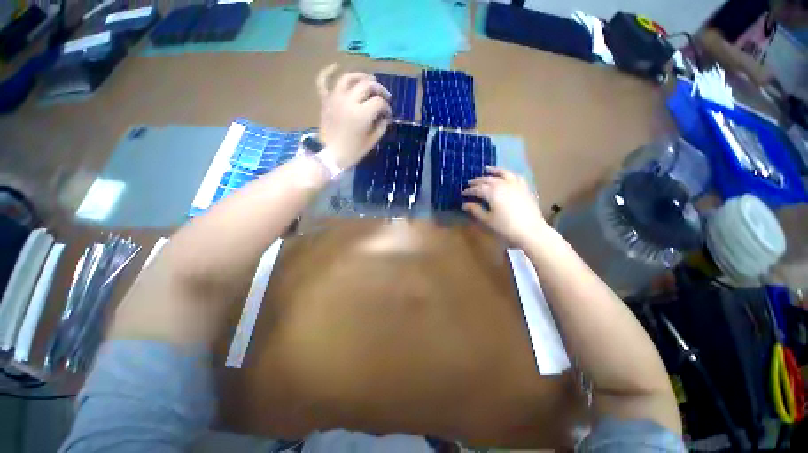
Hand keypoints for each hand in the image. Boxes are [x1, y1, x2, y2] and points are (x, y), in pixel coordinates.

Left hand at [315, 64, 391, 169]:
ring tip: (369, 80)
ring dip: (361, 76)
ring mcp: (335, 98)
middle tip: (384, 96)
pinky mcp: (325, 101)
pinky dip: (328, 71)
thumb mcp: (371, 142)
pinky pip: (323, 81)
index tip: (388, 114)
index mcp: (361, 114)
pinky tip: (337, 66)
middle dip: (379, 89)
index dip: (386, 107)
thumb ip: (380, 127)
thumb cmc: (352, 152)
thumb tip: (385, 117)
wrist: (330, 156)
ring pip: (348, 78)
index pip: (379, 102)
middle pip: (367, 85)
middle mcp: (348, 101)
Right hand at [462, 167, 548, 246]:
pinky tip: (506, 175)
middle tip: (470, 183)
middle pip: (487, 180)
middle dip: (477, 181)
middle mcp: (502, 184)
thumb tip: (465, 205)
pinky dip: (509, 174)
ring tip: (487, 169)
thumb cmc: (505, 227)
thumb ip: (475, 210)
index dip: (469, 191)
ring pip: (502, 174)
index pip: (477, 189)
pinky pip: (516, 177)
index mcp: (491, 192)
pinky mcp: (524, 188)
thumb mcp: (487, 220)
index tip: (463, 193)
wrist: (531, 231)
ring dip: (493, 171)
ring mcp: (515, 185)